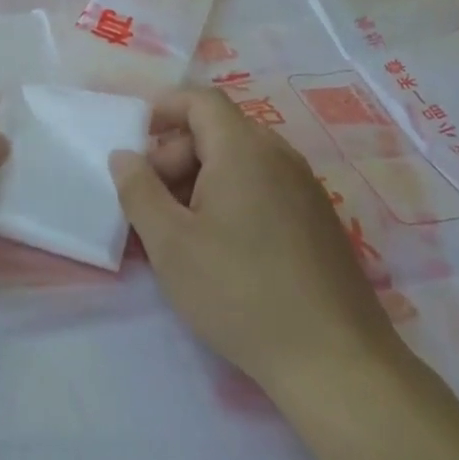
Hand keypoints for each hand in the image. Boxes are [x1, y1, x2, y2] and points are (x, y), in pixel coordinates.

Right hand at [110, 89, 403, 399]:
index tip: (135, 141)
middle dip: (175, 155)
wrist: (334, 359)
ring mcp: (304, 187)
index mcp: (243, 149)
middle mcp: (279, 155)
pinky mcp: (318, 219)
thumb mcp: (170, 243)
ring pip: (240, 161)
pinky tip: (220, 248)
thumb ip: (139, 191)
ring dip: (201, 180)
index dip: (163, 109)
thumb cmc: (239, 291)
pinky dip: (231, 197)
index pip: (200, 100)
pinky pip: (264, 186)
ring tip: (180, 230)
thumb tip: (124, 155)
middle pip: (218, 130)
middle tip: (151, 203)